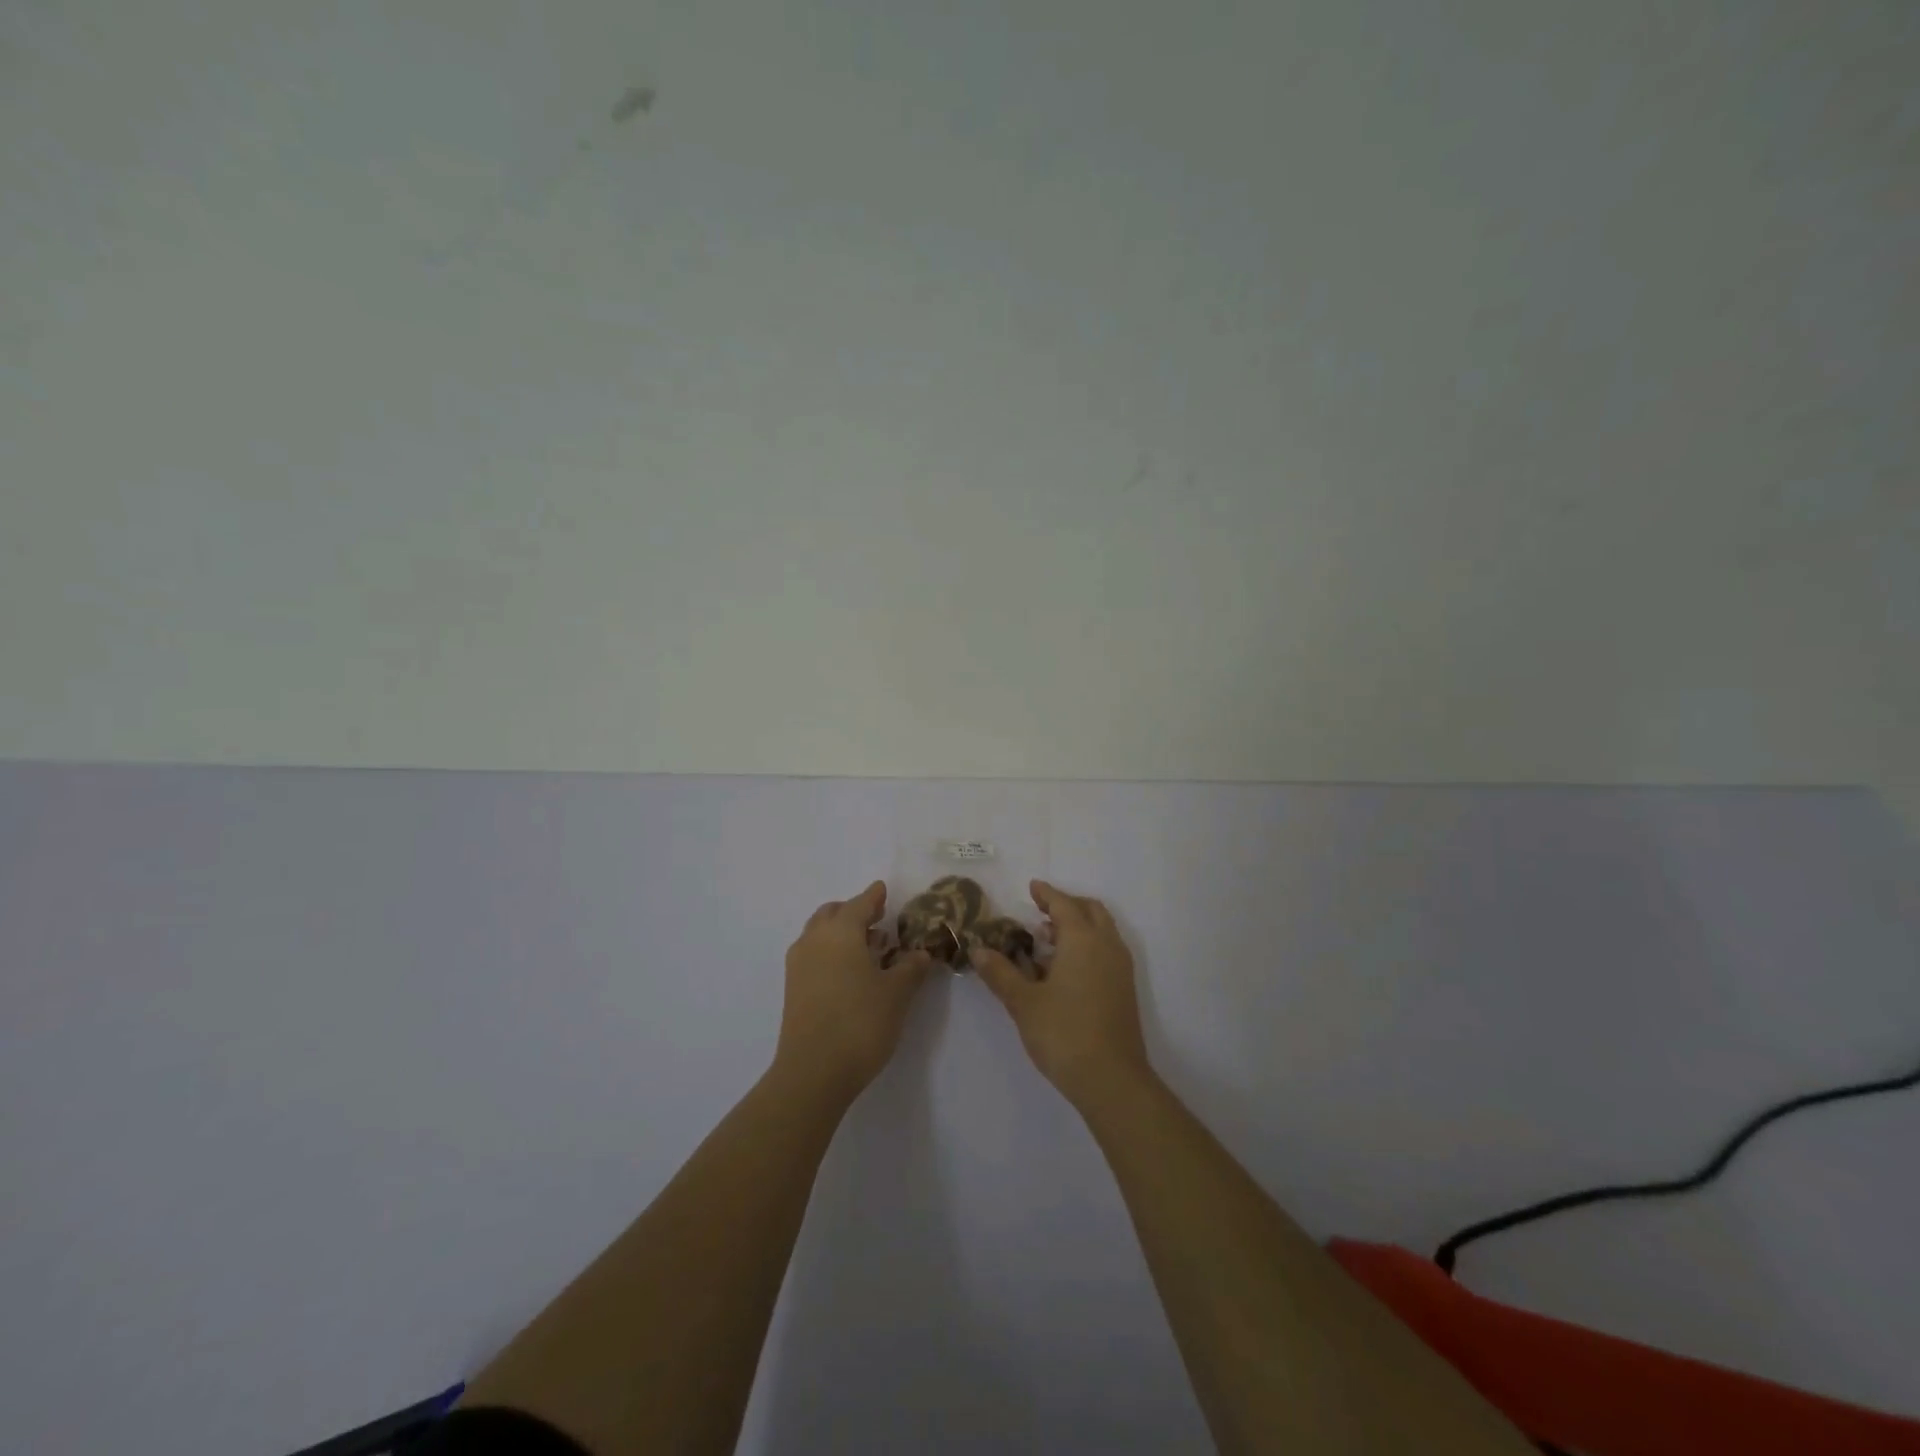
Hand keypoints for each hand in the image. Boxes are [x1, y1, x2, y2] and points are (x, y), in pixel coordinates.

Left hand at [776, 881, 932, 1101]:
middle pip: (833, 913)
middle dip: (854, 911)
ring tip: (867, 947)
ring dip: (841, 932)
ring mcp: (799, 964)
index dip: (874, 896)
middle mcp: (815, 940)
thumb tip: (921, 953)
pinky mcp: (793, 988)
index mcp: (840, 932)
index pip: (860, 904)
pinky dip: (830, 951)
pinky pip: (813, 954)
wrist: (813, 1072)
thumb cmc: (860, 1023)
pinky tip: (850, 971)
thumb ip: (911, 968)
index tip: (883, 889)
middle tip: (877, 919)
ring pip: (819, 933)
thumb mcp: (897, 994)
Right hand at [972, 880, 1151, 1110]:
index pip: (1064, 904)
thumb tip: (978, 951)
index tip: (1032, 887)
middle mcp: (1106, 945)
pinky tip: (1065, 967)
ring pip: (1102, 930)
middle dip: (1067, 904)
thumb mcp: (1023, 1002)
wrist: (1112, 1079)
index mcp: (1082, 939)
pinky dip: (1088, 944)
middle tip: (1041, 911)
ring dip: (1079, 925)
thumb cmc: (1064, 1033)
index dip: (1047, 894)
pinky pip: (1106, 949)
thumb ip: (1001, 973)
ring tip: (1049, 938)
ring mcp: (1120, 967)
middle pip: (1090, 910)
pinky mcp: (1124, 988)